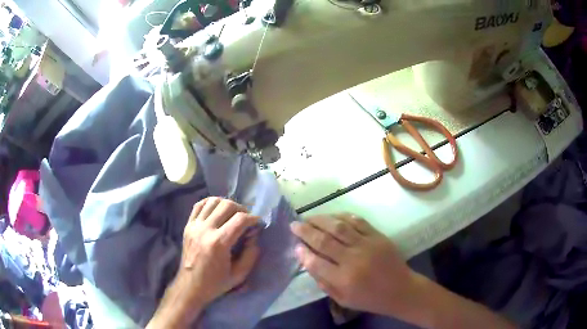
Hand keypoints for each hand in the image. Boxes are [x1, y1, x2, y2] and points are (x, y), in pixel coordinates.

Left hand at [149, 197, 260, 327]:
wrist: (190, 286)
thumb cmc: (215, 283)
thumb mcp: (239, 275)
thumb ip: (251, 254)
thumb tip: (254, 236)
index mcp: (219, 243)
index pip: (240, 219)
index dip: (253, 219)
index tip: (258, 224)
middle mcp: (205, 230)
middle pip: (227, 205)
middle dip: (242, 209)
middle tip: (246, 220)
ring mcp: (194, 226)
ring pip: (213, 201)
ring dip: (226, 204)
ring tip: (232, 214)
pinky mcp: (188, 225)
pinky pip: (199, 205)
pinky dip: (210, 203)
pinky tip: (217, 212)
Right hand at [290, 214, 415, 315]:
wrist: (400, 289)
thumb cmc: (369, 298)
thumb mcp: (343, 299)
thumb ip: (323, 282)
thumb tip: (307, 261)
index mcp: (344, 280)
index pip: (316, 262)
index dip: (303, 252)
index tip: (295, 245)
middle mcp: (353, 260)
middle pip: (324, 241)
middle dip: (306, 231)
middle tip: (294, 225)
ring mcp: (367, 245)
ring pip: (339, 227)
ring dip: (320, 220)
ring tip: (309, 218)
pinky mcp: (377, 236)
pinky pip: (357, 221)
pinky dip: (342, 216)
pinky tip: (332, 216)